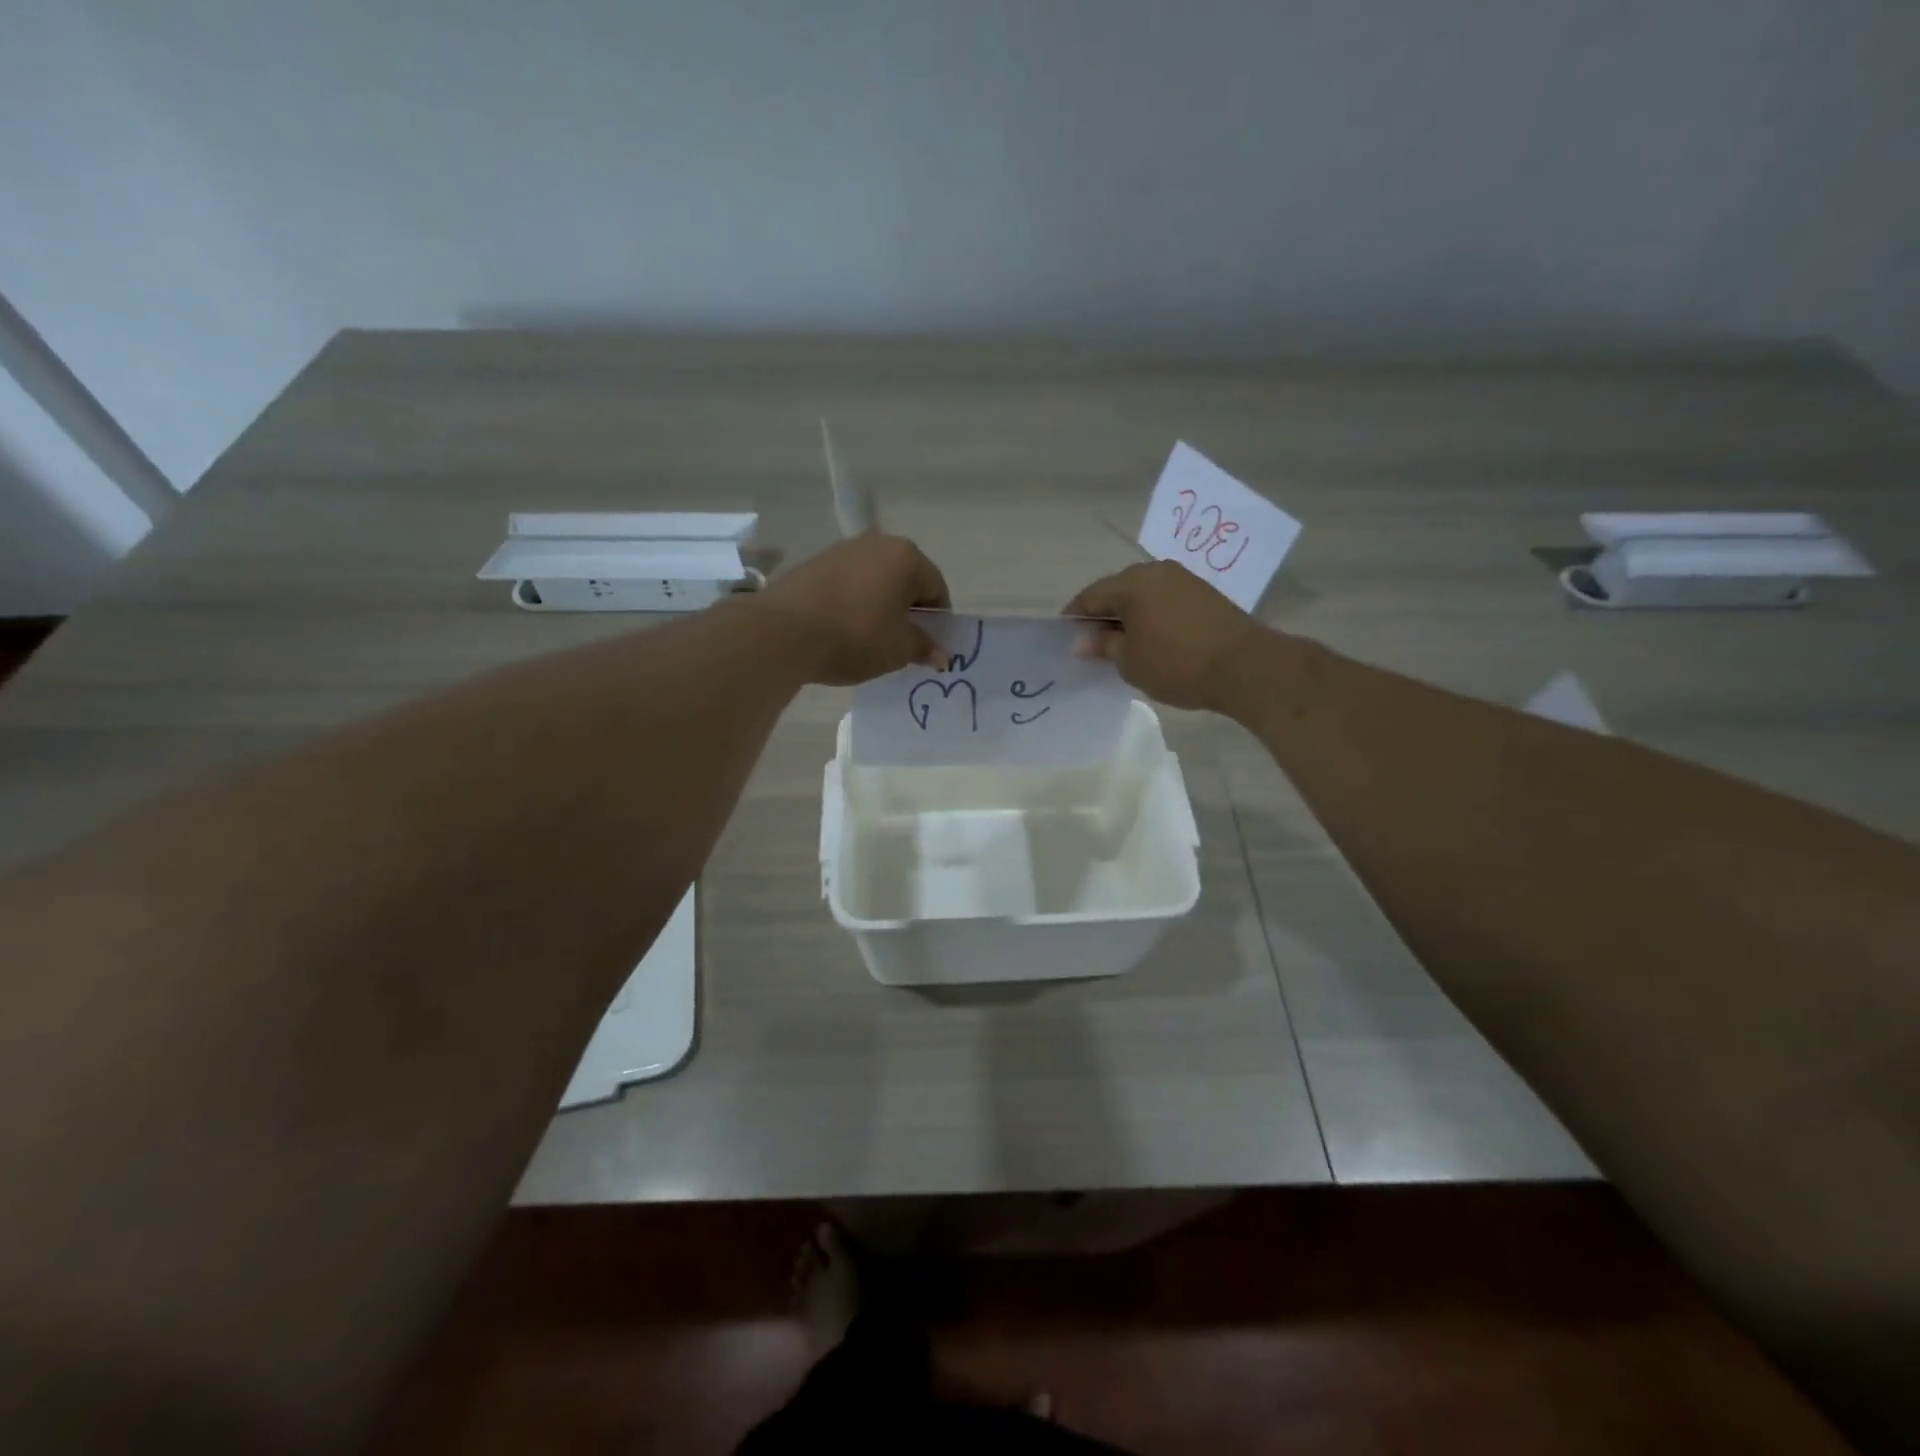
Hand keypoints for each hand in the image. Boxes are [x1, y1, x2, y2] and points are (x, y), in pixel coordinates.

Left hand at [757, 535, 950, 685]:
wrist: (784, 631)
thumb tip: (941, 655)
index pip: (937, 588)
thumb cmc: (856, 636)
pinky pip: (848, 583)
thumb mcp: (898, 650)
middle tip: (902, 643)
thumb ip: (923, 647)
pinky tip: (842, 628)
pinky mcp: (814, 563)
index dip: (938, 621)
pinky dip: (853, 602)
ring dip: (880, 605)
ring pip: (875, 580)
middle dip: (908, 610)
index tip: (929, 646)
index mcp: (907, 557)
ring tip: (869, 638)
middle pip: (905, 579)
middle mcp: (877, 543)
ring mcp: (842, 550)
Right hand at [1064, 561, 1273, 712]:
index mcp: (1132, 582)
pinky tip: (1152, 643)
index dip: (1074, 619)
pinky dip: (1152, 619)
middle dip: (1102, 617)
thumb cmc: (1176, 663)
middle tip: (1093, 647)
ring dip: (1129, 618)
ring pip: (1143, 597)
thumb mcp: (1129, 661)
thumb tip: (1083, 642)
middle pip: (1117, 592)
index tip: (1066, 641)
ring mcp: (1184, 580)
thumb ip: (1103, 646)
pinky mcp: (1204, 595)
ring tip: (1122, 648)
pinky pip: (1164, 603)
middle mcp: (1157, 571)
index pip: (1090, 596)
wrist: (1245, 667)